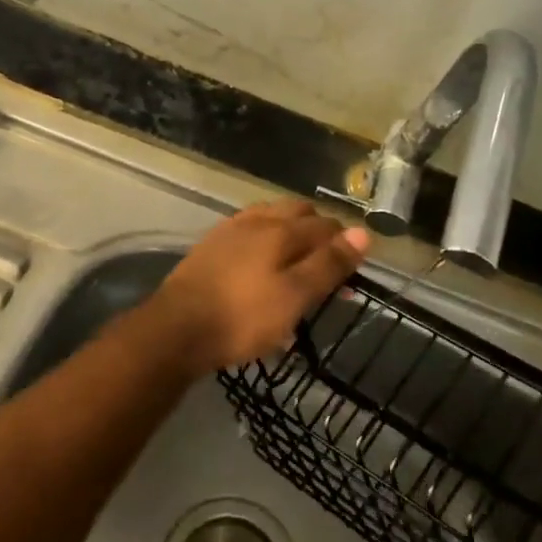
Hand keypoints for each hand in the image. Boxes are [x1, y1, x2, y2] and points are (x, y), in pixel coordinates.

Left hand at [148, 199, 370, 373]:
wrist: (177, 328)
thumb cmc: (243, 317)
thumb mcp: (295, 297)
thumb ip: (329, 264)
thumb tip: (363, 232)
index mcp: (281, 230)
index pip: (326, 225)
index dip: (345, 244)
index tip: (352, 273)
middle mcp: (257, 220)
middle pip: (298, 214)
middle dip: (319, 233)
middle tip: (327, 267)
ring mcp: (230, 229)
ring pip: (272, 218)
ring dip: (291, 233)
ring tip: (298, 263)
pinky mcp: (211, 245)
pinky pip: (249, 231)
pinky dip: (266, 240)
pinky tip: (262, 263)